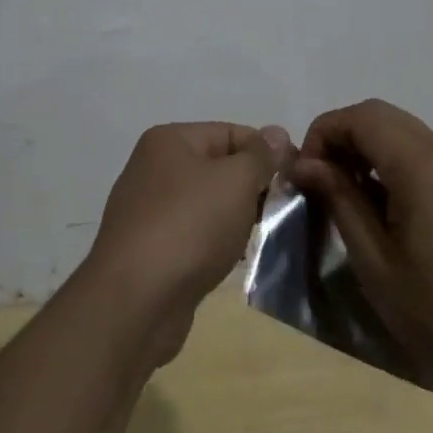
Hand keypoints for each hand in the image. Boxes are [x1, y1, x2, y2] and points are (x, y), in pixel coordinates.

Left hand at [80, 123, 292, 365]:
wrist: (136, 300)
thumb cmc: (190, 226)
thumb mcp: (235, 181)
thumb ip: (259, 156)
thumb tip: (276, 133)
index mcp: (169, 140)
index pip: (230, 132)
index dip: (265, 151)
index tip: (297, 177)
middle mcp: (153, 168)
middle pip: (217, 167)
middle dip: (251, 188)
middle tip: (282, 212)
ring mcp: (147, 209)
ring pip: (206, 203)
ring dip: (235, 218)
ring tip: (260, 237)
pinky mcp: (148, 248)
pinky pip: (192, 234)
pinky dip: (214, 243)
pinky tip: (231, 260)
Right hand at [288, 100, 432, 385]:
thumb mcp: (374, 260)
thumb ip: (339, 199)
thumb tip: (304, 163)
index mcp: (421, 165)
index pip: (360, 117)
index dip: (323, 134)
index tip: (304, 174)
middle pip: (380, 115)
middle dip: (341, 136)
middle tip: (320, 180)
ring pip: (401, 130)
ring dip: (366, 147)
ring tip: (345, 194)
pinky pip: (421, 152)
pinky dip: (390, 160)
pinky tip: (381, 205)